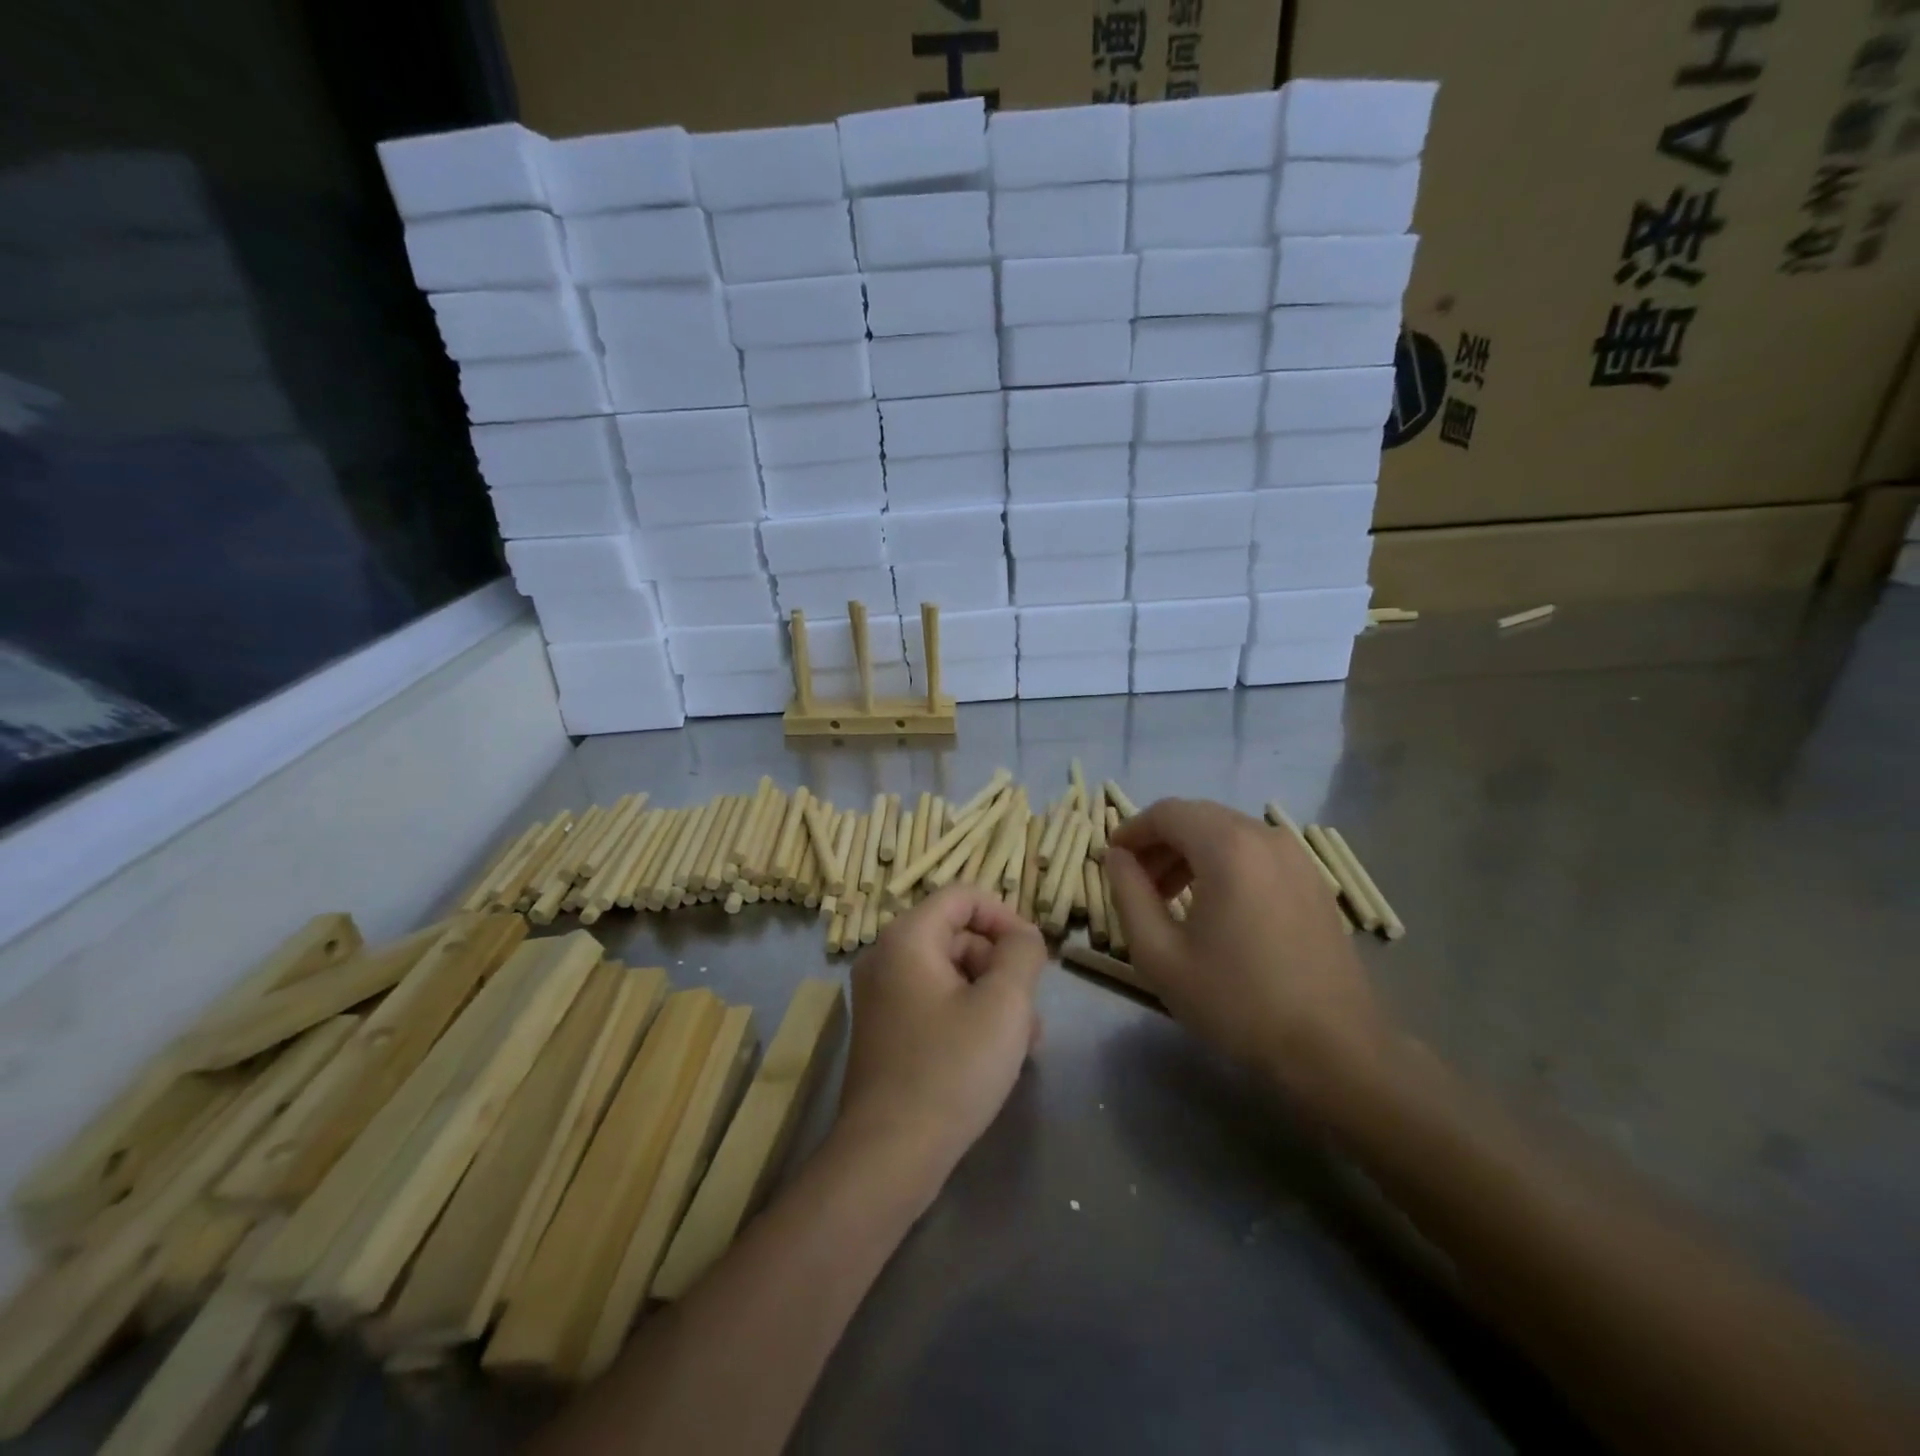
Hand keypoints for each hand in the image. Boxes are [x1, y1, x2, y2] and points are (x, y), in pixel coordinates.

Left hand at [834, 885, 1046, 1193]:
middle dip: (1001, 965)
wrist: (889, 1156)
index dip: (1005, 917)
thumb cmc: (951, 1069)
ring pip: (950, 973)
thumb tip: (1023, 937)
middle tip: (1031, 1011)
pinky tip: (996, 1055)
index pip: (963, 896)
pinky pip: (935, 1003)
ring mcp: (881, 997)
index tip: (1033, 956)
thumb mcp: (1004, 1003)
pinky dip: (968, 1016)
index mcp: (906, 939)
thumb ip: (1022, 953)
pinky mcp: (885, 1032)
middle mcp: (885, 958)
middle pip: (957, 935)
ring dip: (992, 996)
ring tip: (1024, 1041)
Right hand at [1105, 799, 1391, 1105]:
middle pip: (1198, 817)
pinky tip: (1215, 905)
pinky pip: (1256, 852)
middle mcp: (1265, 837)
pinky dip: (1224, 862)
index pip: (1167, 812)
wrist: (1333, 1049)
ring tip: (1170, 897)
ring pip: (1228, 832)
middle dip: (1159, 841)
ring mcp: (1296, 857)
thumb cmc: (1236, 1001)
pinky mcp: (1313, 881)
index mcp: (1228, 848)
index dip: (1132, 829)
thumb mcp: (1160, 955)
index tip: (1111, 859)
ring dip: (1190, 852)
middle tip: (1137, 882)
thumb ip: (1128, 895)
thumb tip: (1116, 858)